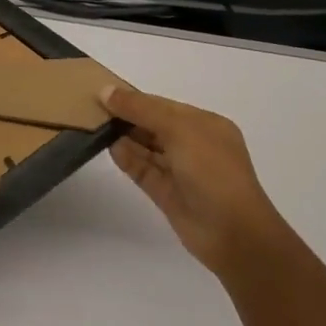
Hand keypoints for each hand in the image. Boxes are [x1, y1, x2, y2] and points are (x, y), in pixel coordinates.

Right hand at [101, 84, 276, 273]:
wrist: (233, 233)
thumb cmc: (212, 171)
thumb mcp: (179, 129)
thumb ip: (142, 109)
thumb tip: (107, 91)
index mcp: (205, 125)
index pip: (164, 106)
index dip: (136, 99)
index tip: (105, 92)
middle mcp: (194, 146)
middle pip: (153, 125)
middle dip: (127, 117)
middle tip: (93, 108)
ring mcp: (180, 171)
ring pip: (146, 149)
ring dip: (124, 137)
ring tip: (95, 127)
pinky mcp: (167, 194)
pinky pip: (143, 170)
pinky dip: (127, 159)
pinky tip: (110, 149)